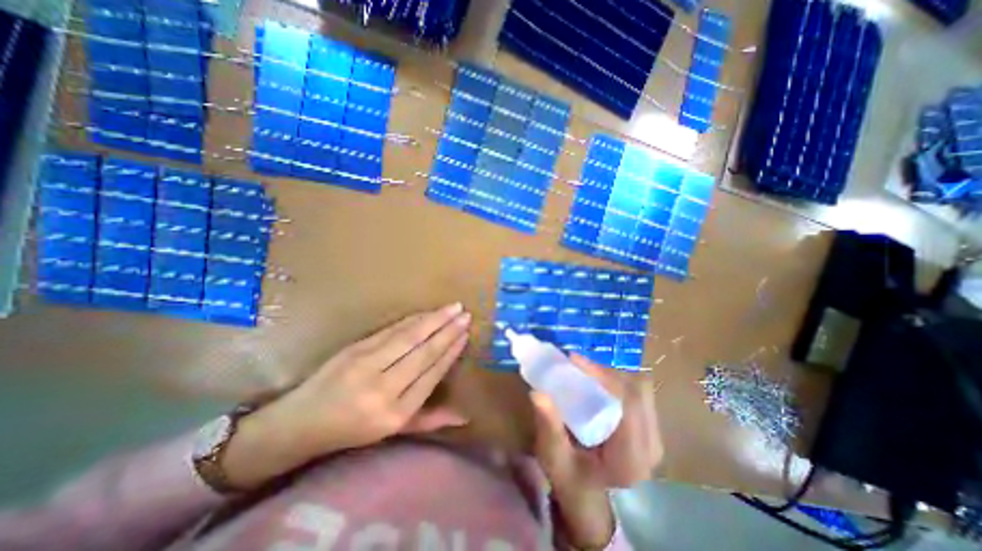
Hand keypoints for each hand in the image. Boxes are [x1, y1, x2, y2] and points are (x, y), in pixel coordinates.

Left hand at [222, 303, 471, 487]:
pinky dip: (413, 320)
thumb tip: (465, 416)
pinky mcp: (355, 349)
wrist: (300, 422)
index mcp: (395, 414)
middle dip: (447, 331)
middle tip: (465, 314)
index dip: (450, 352)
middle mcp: (383, 389)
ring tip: (453, 308)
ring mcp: (366, 365)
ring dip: (434, 320)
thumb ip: (430, 420)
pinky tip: (427, 313)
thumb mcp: (393, 432)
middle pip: (423, 352)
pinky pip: (391, 330)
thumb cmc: (352, 430)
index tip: (465, 335)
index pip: (431, 374)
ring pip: (409, 337)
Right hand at [534, 355, 663, 549]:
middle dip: (605, 372)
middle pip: (637, 391)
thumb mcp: (554, 458)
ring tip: (584, 372)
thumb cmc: (571, 481)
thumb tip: (537, 393)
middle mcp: (651, 447)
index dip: (603, 376)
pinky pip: (638, 392)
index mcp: (631, 459)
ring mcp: (654, 436)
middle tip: (576, 365)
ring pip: (640, 388)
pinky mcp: (649, 428)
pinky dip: (616, 381)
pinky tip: (596, 382)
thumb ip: (549, 428)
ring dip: (611, 375)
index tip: (574, 360)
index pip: (628, 405)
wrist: (591, 499)